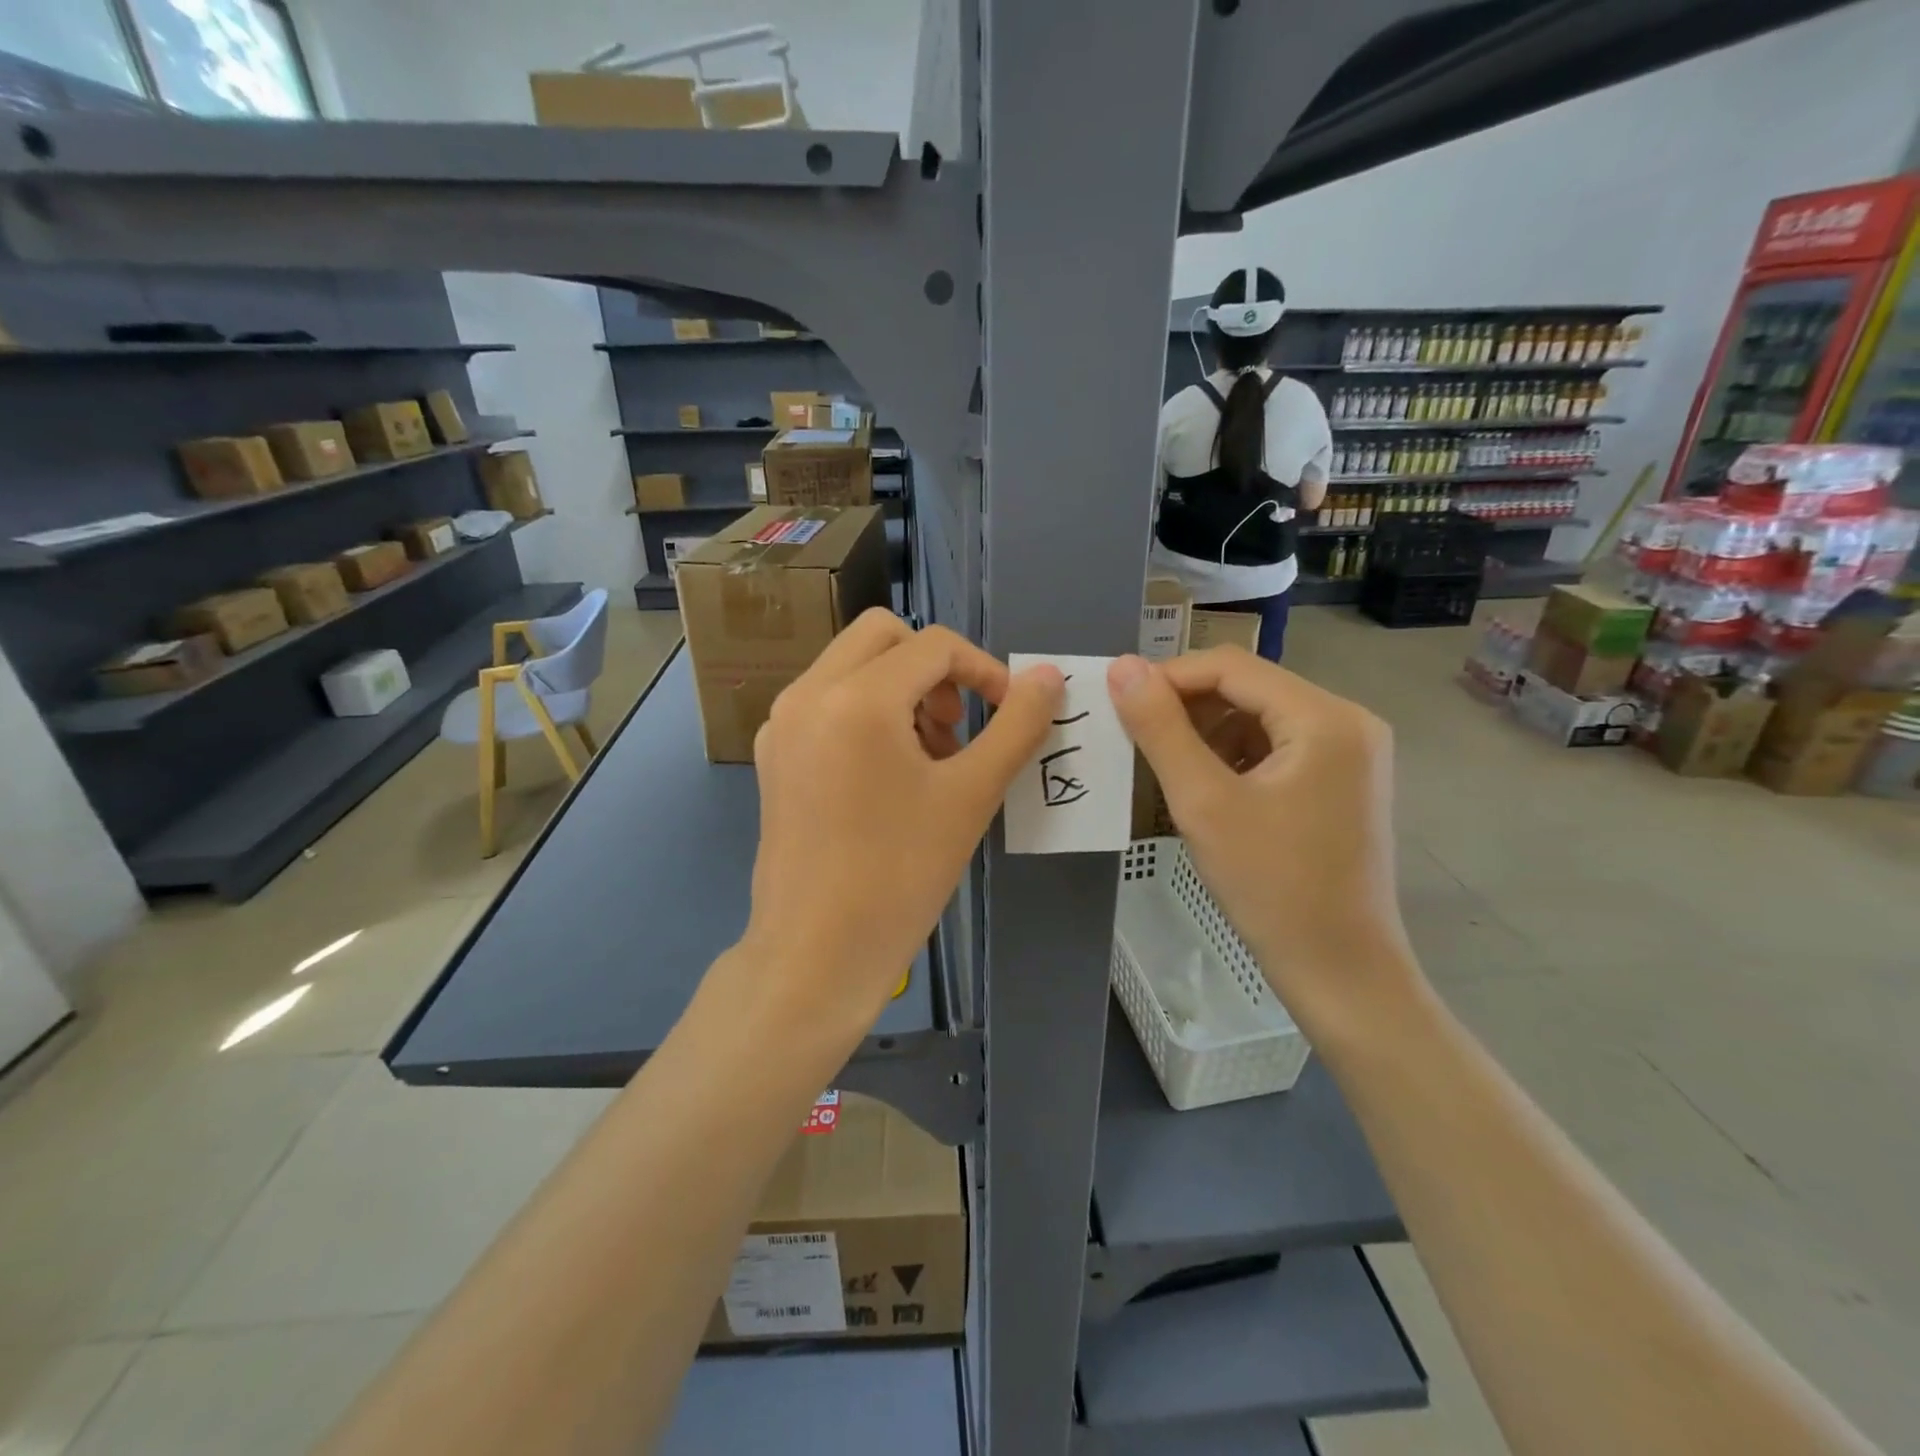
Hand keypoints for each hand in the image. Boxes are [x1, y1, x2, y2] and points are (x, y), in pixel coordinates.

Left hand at [739, 611, 1062, 1048]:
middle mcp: (808, 694)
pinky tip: (888, 775)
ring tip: (930, 757)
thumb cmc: (900, 875)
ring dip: (900, 688)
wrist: (816, 954)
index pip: (934, 646)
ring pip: (851, 666)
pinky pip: (826, 702)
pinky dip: (866, 712)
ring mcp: (782, 724)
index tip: (1007, 713)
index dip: (984, 670)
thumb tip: (1049, 676)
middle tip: (958, 726)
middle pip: (883, 636)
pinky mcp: (773, 754)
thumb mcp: (971, 795)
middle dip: (934, 668)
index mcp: (856, 697)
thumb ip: (1016, 726)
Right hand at [1106, 646, 1418, 1035]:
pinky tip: (1207, 787)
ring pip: (1260, 717)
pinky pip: (1277, 746)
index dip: (1169, 677)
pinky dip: (1234, 756)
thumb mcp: (1203, 802)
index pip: (1232, 666)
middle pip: (1249, 688)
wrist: (1339, 969)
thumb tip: (1122, 667)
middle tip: (1136, 737)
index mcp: (1325, 717)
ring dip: (1207, 732)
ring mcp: (1351, 752)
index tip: (1119, 702)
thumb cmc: (1271, 886)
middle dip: (1187, 707)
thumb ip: (1160, 729)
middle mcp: (1348, 720)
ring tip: (1167, 767)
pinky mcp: (1343, 780)